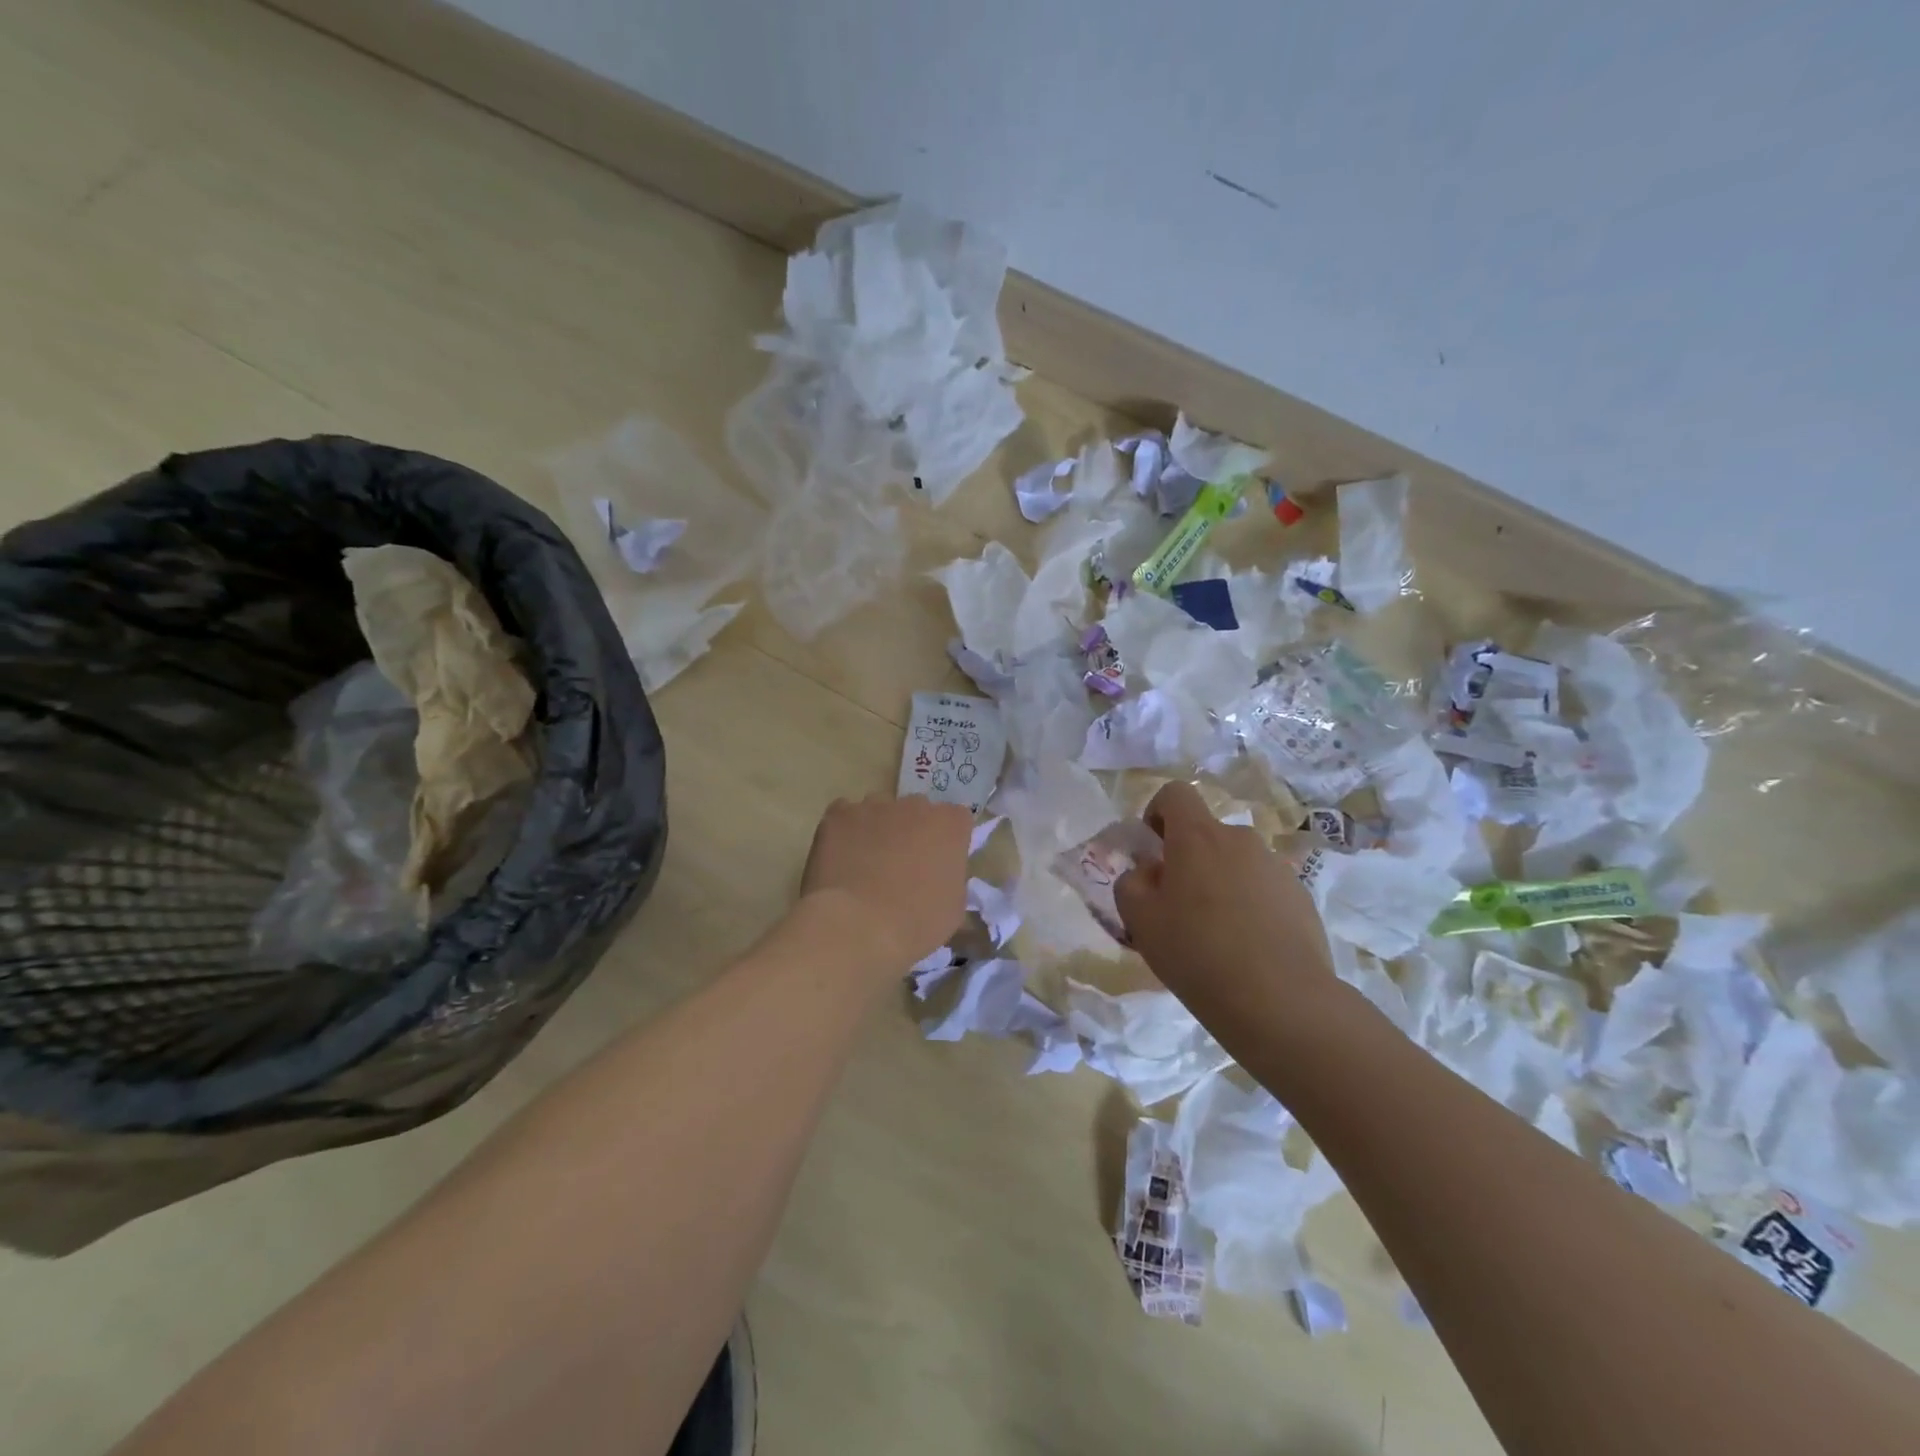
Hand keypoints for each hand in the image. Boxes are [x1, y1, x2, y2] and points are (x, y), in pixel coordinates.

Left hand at [799, 794, 973, 974]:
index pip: (957, 819)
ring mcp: (874, 805)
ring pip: (880, 810)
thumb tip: (938, 875)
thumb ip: (951, 877)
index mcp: (949, 824)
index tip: (939, 863)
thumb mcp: (953, 907)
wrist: (857, 926)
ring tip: (866, 864)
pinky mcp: (839, 814)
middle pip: (917, 811)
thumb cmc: (915, 922)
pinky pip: (845, 814)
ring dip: (879, 829)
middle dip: (913, 831)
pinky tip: (841, 858)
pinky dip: (845, 831)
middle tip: (903, 866)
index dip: (948, 840)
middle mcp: (915, 805)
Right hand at [1114, 781, 1336, 1011]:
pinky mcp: (1302, 898)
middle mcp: (1240, 840)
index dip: (1157, 814)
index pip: (1175, 794)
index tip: (1153, 852)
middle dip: (1189, 860)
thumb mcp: (1139, 921)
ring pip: (1236, 863)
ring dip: (1221, 883)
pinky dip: (1250, 906)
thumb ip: (1131, 883)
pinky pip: (1264, 889)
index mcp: (1198, 836)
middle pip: (1207, 834)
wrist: (1281, 1001)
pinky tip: (1247, 950)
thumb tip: (1148, 871)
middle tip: (1178, 908)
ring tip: (1215, 936)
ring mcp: (1277, 867)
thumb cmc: (1197, 953)